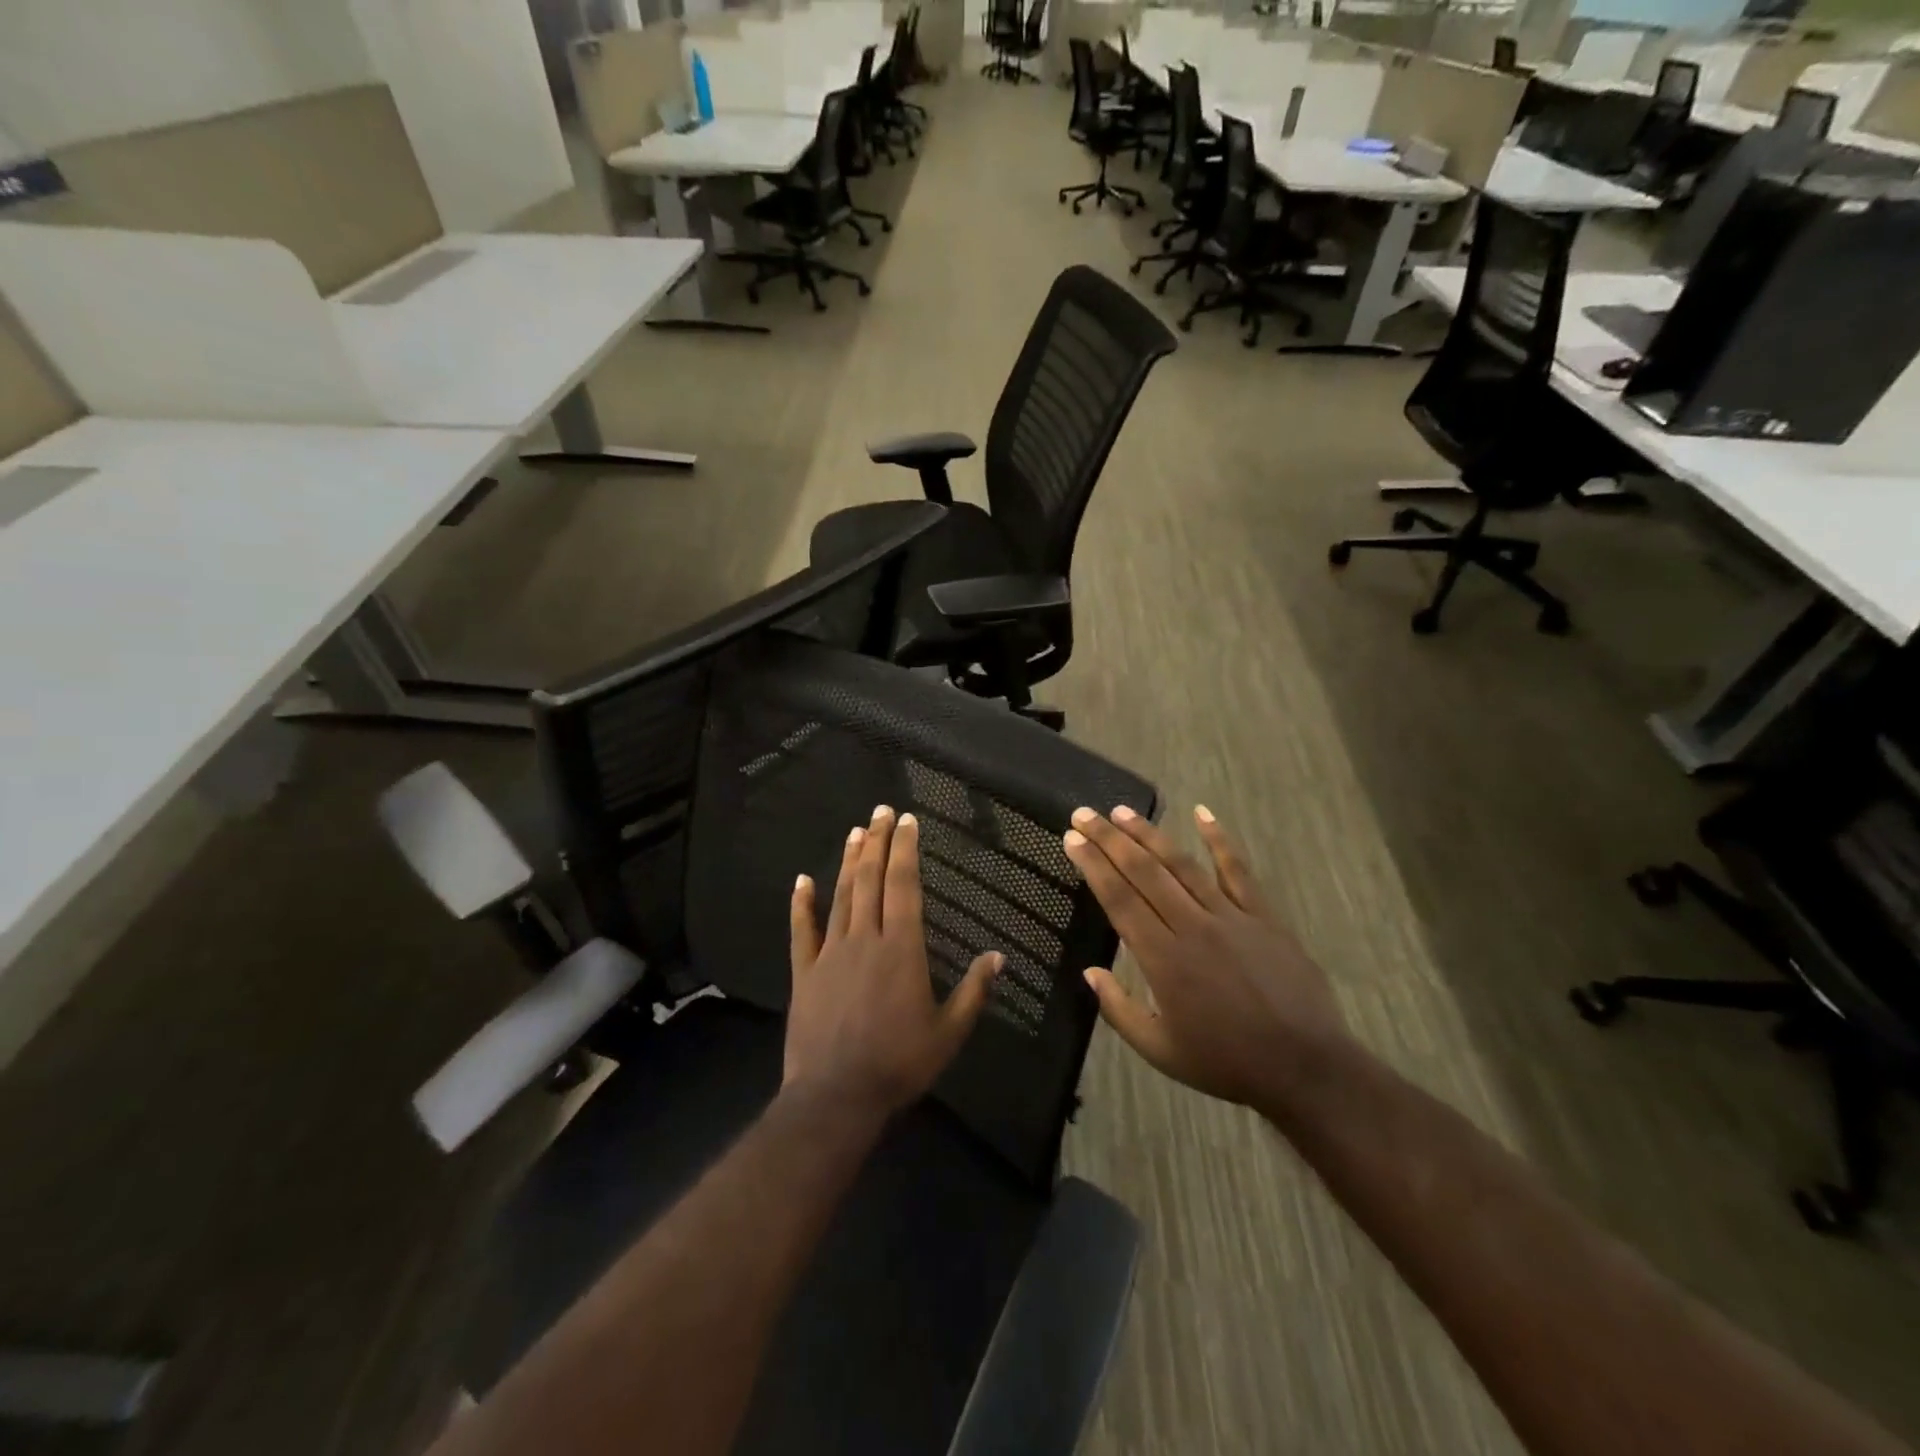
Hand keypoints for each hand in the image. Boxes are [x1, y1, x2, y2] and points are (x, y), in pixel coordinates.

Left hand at [786, 805, 1002, 1119]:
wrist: (836, 1097)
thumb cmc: (899, 1064)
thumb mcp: (949, 1033)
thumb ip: (974, 992)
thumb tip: (999, 957)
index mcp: (901, 949)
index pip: (904, 887)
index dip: (905, 850)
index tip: (907, 821)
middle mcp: (865, 940)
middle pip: (871, 881)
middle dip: (878, 843)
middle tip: (880, 811)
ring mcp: (830, 954)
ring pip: (840, 897)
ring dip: (848, 862)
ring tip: (855, 831)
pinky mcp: (804, 973)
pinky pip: (801, 931)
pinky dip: (801, 904)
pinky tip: (801, 880)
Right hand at [1063, 804, 1349, 1112]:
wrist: (1305, 1067)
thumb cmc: (1226, 1062)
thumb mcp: (1160, 1050)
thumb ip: (1119, 1010)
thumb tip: (1090, 971)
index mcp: (1162, 958)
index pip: (1119, 898)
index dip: (1093, 865)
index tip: (1072, 839)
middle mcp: (1192, 926)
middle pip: (1144, 872)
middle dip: (1110, 839)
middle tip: (1085, 814)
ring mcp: (1230, 916)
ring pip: (1182, 864)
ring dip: (1150, 834)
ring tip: (1123, 811)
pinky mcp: (1263, 915)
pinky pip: (1238, 870)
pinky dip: (1220, 840)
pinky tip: (1203, 813)